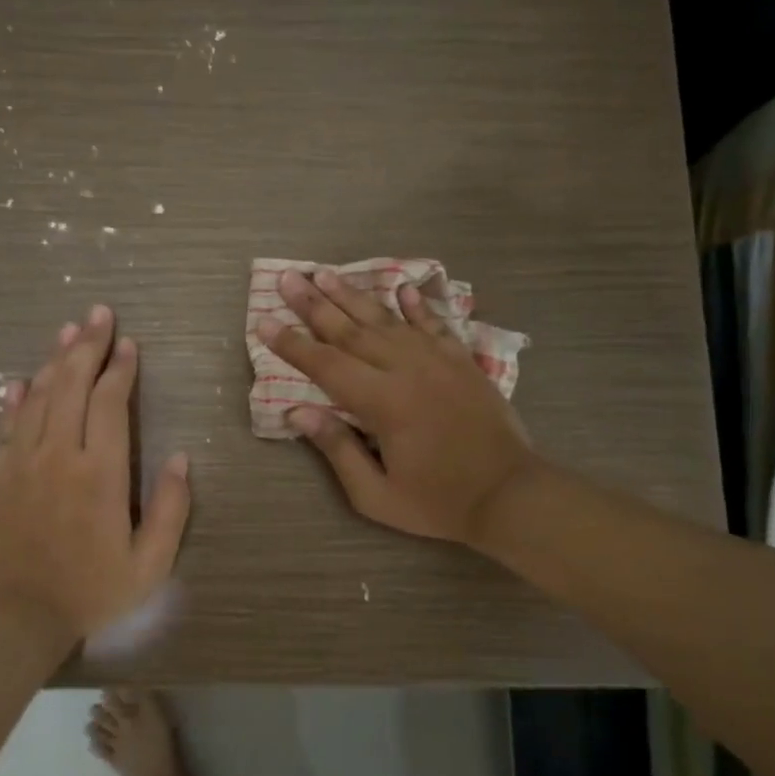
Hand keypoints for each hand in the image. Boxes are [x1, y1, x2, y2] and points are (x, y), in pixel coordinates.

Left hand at [0, 306, 191, 660]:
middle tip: (98, 314)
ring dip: (55, 360)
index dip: (121, 369)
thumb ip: (170, 509)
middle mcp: (59, 455)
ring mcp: (22, 462)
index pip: (110, 403)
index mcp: (100, 472)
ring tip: (68, 331)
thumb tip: (181, 460)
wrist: (17, 616)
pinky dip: (15, 398)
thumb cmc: (91, 590)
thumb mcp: (150, 563)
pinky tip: (21, 379)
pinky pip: (7, 425)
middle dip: (88, 346)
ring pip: (39, 396)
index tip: (129, 344)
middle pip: (72, 385)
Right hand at [258, 269, 536, 544]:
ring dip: (354, 295)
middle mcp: (406, 369)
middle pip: (351, 330)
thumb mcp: (376, 494)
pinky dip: (417, 305)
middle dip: (314, 304)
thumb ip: (338, 449)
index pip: (325, 365)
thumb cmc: (437, 502)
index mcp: (382, 402)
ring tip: (327, 273)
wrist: (510, 494)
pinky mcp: (462, 361)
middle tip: (287, 279)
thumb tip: (298, 413)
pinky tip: (402, 287)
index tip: (264, 322)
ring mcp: (438, 360)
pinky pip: (434, 324)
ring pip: (387, 319)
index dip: (291, 344)